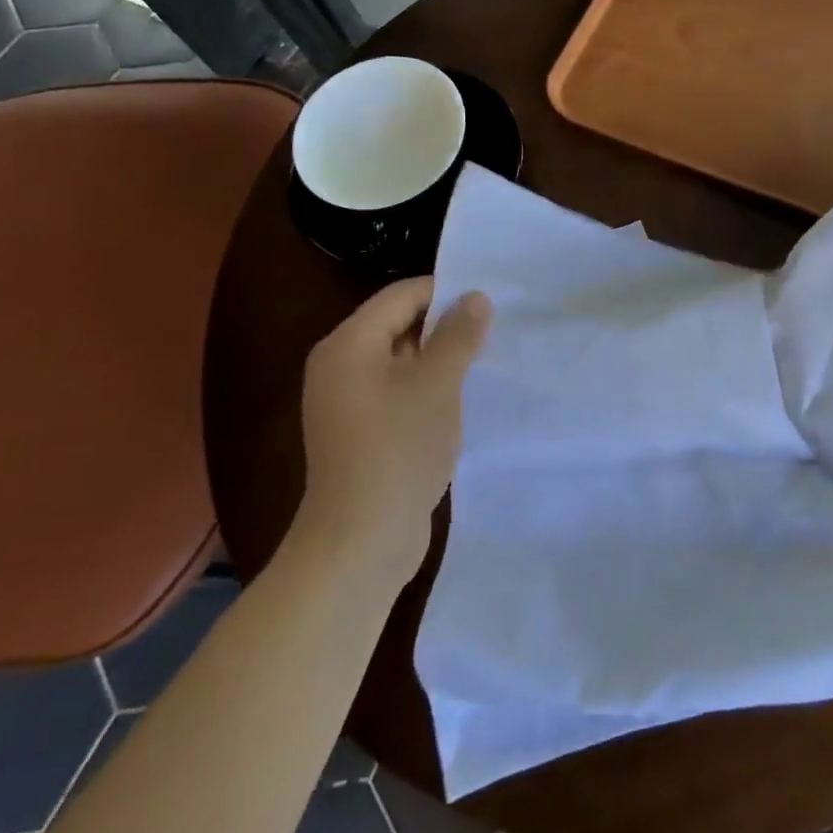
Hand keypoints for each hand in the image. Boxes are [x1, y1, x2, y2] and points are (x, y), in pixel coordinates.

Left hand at [296, 277, 490, 567]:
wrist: (361, 540)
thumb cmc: (399, 449)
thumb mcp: (438, 384)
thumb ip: (458, 335)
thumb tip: (475, 297)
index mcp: (348, 344)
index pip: (401, 295)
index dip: (446, 292)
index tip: (489, 301)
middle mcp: (339, 365)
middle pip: (398, 323)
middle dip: (445, 324)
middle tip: (492, 329)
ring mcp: (346, 400)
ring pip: (401, 358)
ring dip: (440, 356)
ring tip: (483, 360)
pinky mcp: (359, 429)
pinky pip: (397, 388)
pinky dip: (426, 385)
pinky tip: (459, 396)